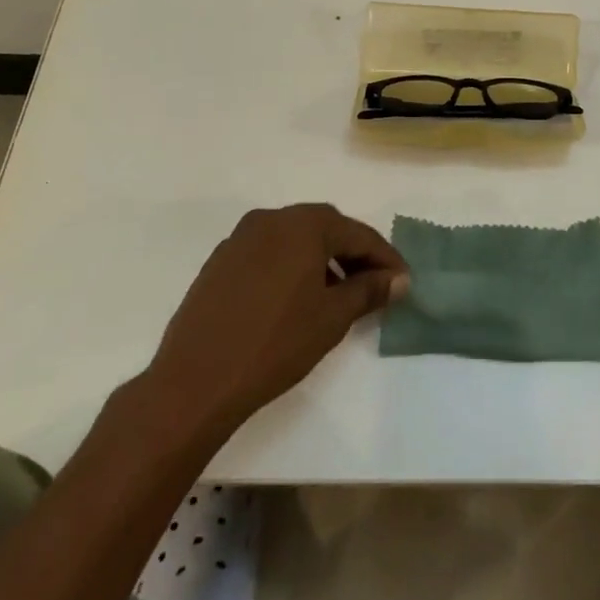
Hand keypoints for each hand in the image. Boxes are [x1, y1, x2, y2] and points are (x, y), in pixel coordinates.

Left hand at [147, 203, 408, 431]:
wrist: (195, 381)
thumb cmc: (275, 343)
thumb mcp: (333, 317)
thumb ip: (369, 290)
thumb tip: (398, 279)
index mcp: (304, 224)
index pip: (358, 234)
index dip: (385, 258)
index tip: (404, 281)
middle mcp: (272, 219)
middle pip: (326, 228)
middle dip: (354, 254)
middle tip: (375, 284)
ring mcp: (240, 238)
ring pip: (295, 240)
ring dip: (322, 259)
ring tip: (338, 293)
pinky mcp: (220, 261)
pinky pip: (268, 253)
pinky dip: (291, 266)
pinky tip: (296, 298)